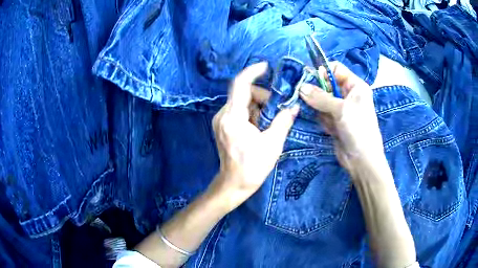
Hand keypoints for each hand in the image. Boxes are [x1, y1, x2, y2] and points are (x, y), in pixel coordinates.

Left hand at [208, 62, 299, 211]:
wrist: (233, 184)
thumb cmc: (253, 167)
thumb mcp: (273, 143)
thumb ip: (283, 121)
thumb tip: (295, 106)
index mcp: (233, 118)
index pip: (241, 84)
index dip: (253, 72)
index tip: (266, 66)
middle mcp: (223, 115)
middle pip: (244, 93)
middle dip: (263, 97)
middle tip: (277, 110)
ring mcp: (221, 120)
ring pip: (242, 102)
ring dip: (258, 106)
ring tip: (270, 122)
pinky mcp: (222, 126)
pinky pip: (238, 111)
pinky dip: (252, 113)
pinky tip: (260, 126)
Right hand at [299, 62, 384, 175]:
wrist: (362, 160)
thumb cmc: (358, 129)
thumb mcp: (341, 109)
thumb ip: (320, 97)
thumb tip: (300, 87)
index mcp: (355, 86)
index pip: (336, 69)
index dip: (322, 71)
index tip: (307, 78)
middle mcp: (348, 95)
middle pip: (327, 84)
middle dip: (316, 89)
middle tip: (302, 93)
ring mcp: (341, 109)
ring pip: (322, 99)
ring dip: (316, 105)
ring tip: (316, 112)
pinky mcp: (334, 121)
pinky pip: (322, 113)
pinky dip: (320, 117)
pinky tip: (326, 126)